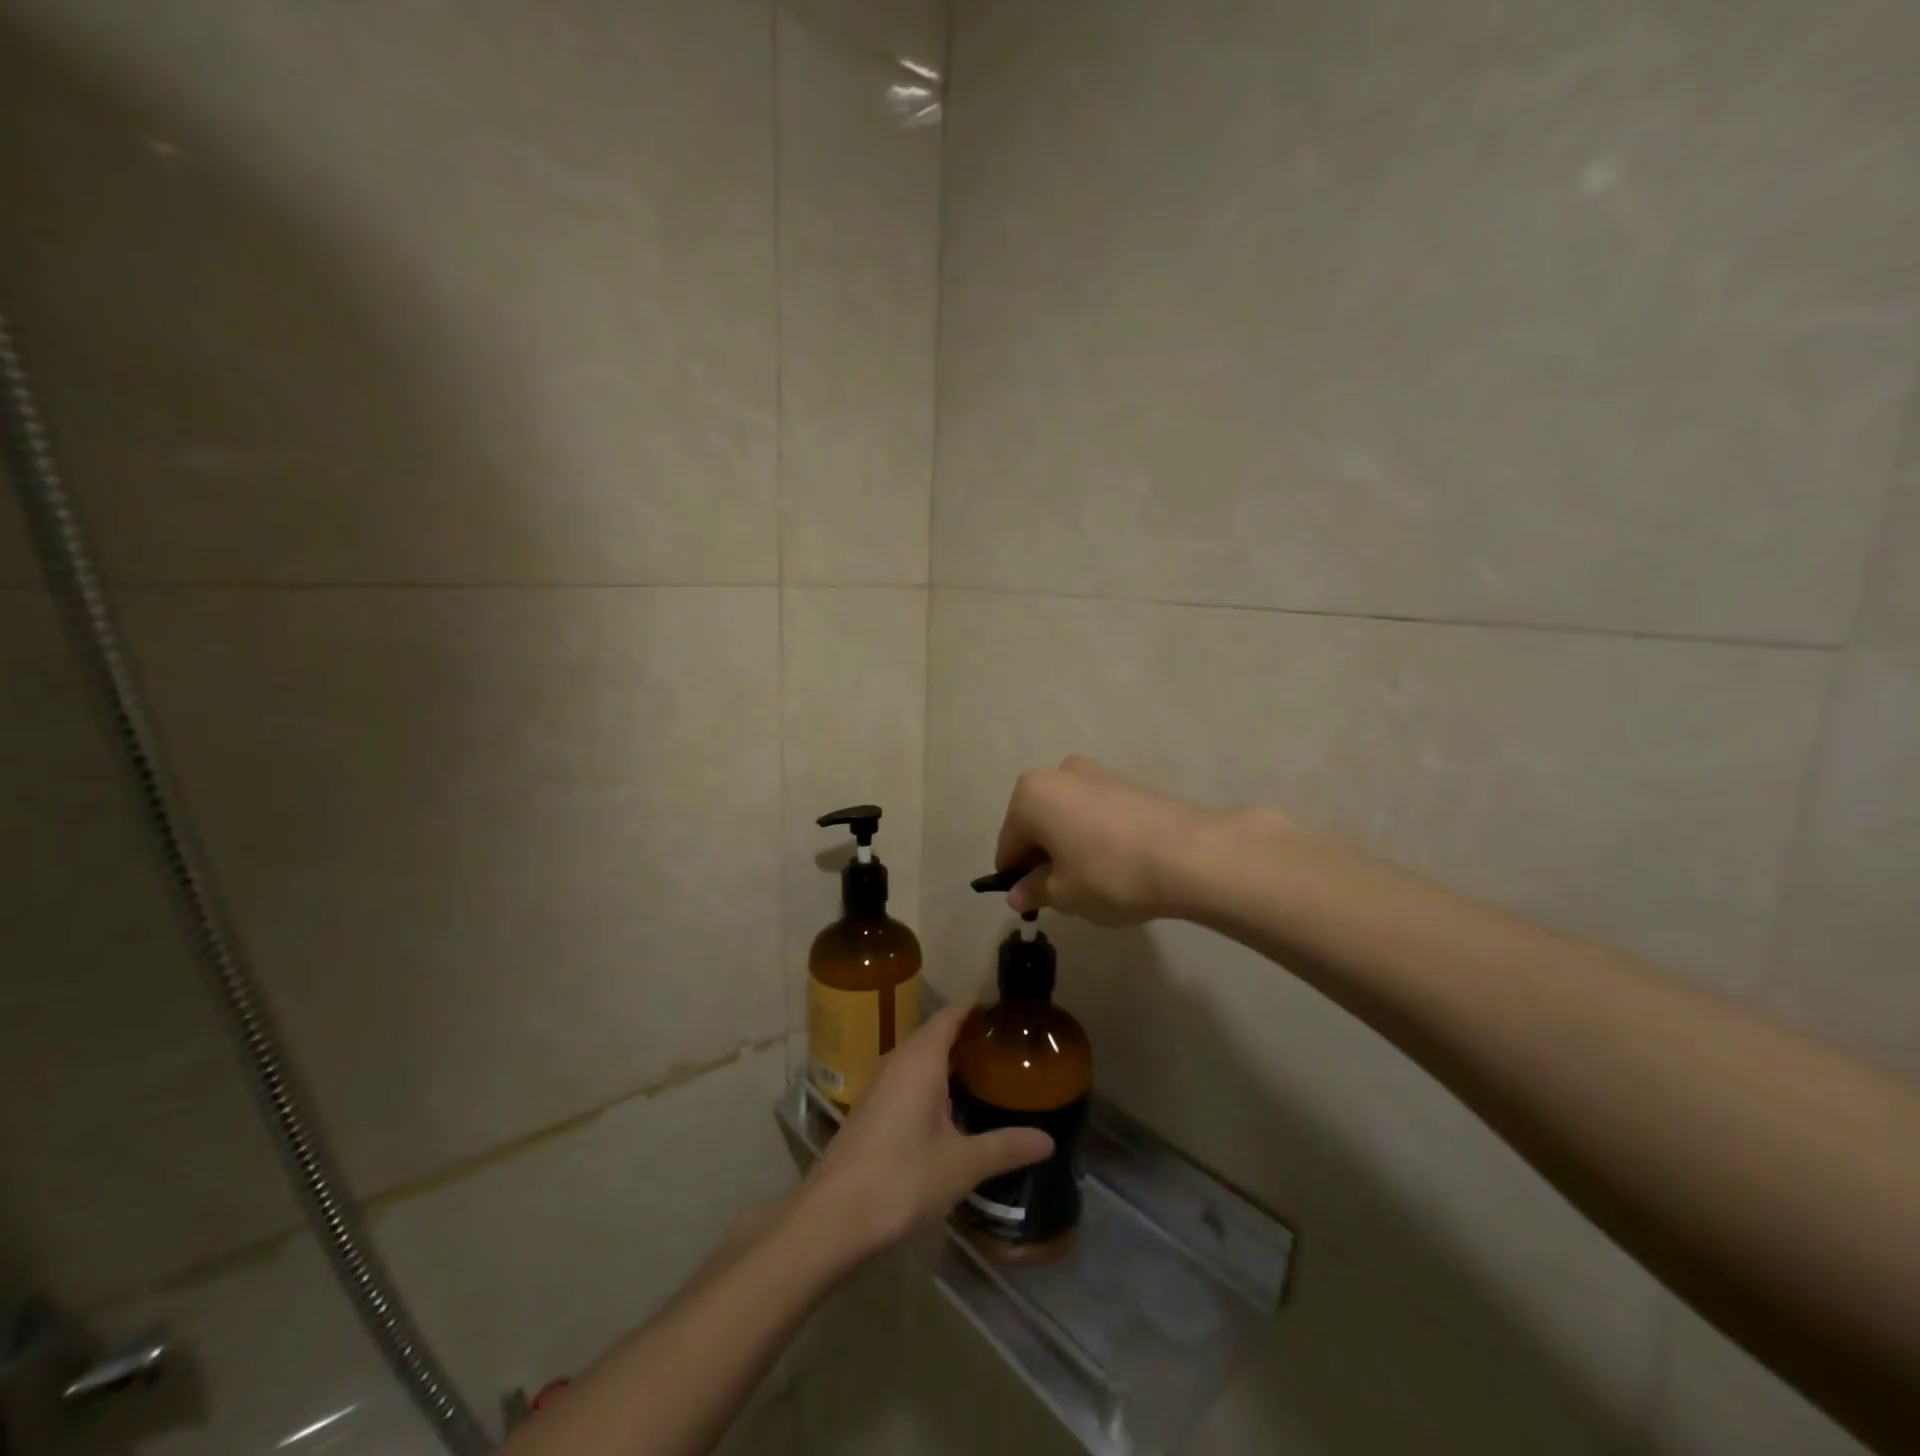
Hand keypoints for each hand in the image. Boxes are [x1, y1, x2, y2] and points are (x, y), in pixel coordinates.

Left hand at [804, 1001, 1052, 1256]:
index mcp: (920, 1059)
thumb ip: (1005, 1147)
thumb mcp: (962, 1165)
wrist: (832, 1217)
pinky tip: (947, 1104)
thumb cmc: (901, 1179)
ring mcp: (878, 1085)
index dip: (972, 1005)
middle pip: (933, 1033)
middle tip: (1001, 1038)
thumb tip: (1048, 1140)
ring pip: (917, 1057)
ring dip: (945, 1056)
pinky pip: (906, 1077)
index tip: (999, 1001)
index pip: (949, 1016)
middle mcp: (897, 1061)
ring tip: (981, 1066)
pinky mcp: (869, 1110)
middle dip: (964, 1031)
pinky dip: (930, 1078)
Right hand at [993, 756, 1230, 924]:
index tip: (1033, 903)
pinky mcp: (1129, 783)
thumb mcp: (1064, 894)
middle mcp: (1059, 774)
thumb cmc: (1110, 874)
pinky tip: (1118, 863)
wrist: (1190, 855)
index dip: (1017, 878)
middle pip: (1037, 824)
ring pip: (1068, 816)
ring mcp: (1097, 773)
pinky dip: (1096, 835)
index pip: (1009, 845)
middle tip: (1064, 894)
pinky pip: (1096, 813)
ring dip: (1070, 845)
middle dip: (1044, 857)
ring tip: (1095, 880)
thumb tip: (1018, 894)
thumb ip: (1034, 891)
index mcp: (1030, 795)